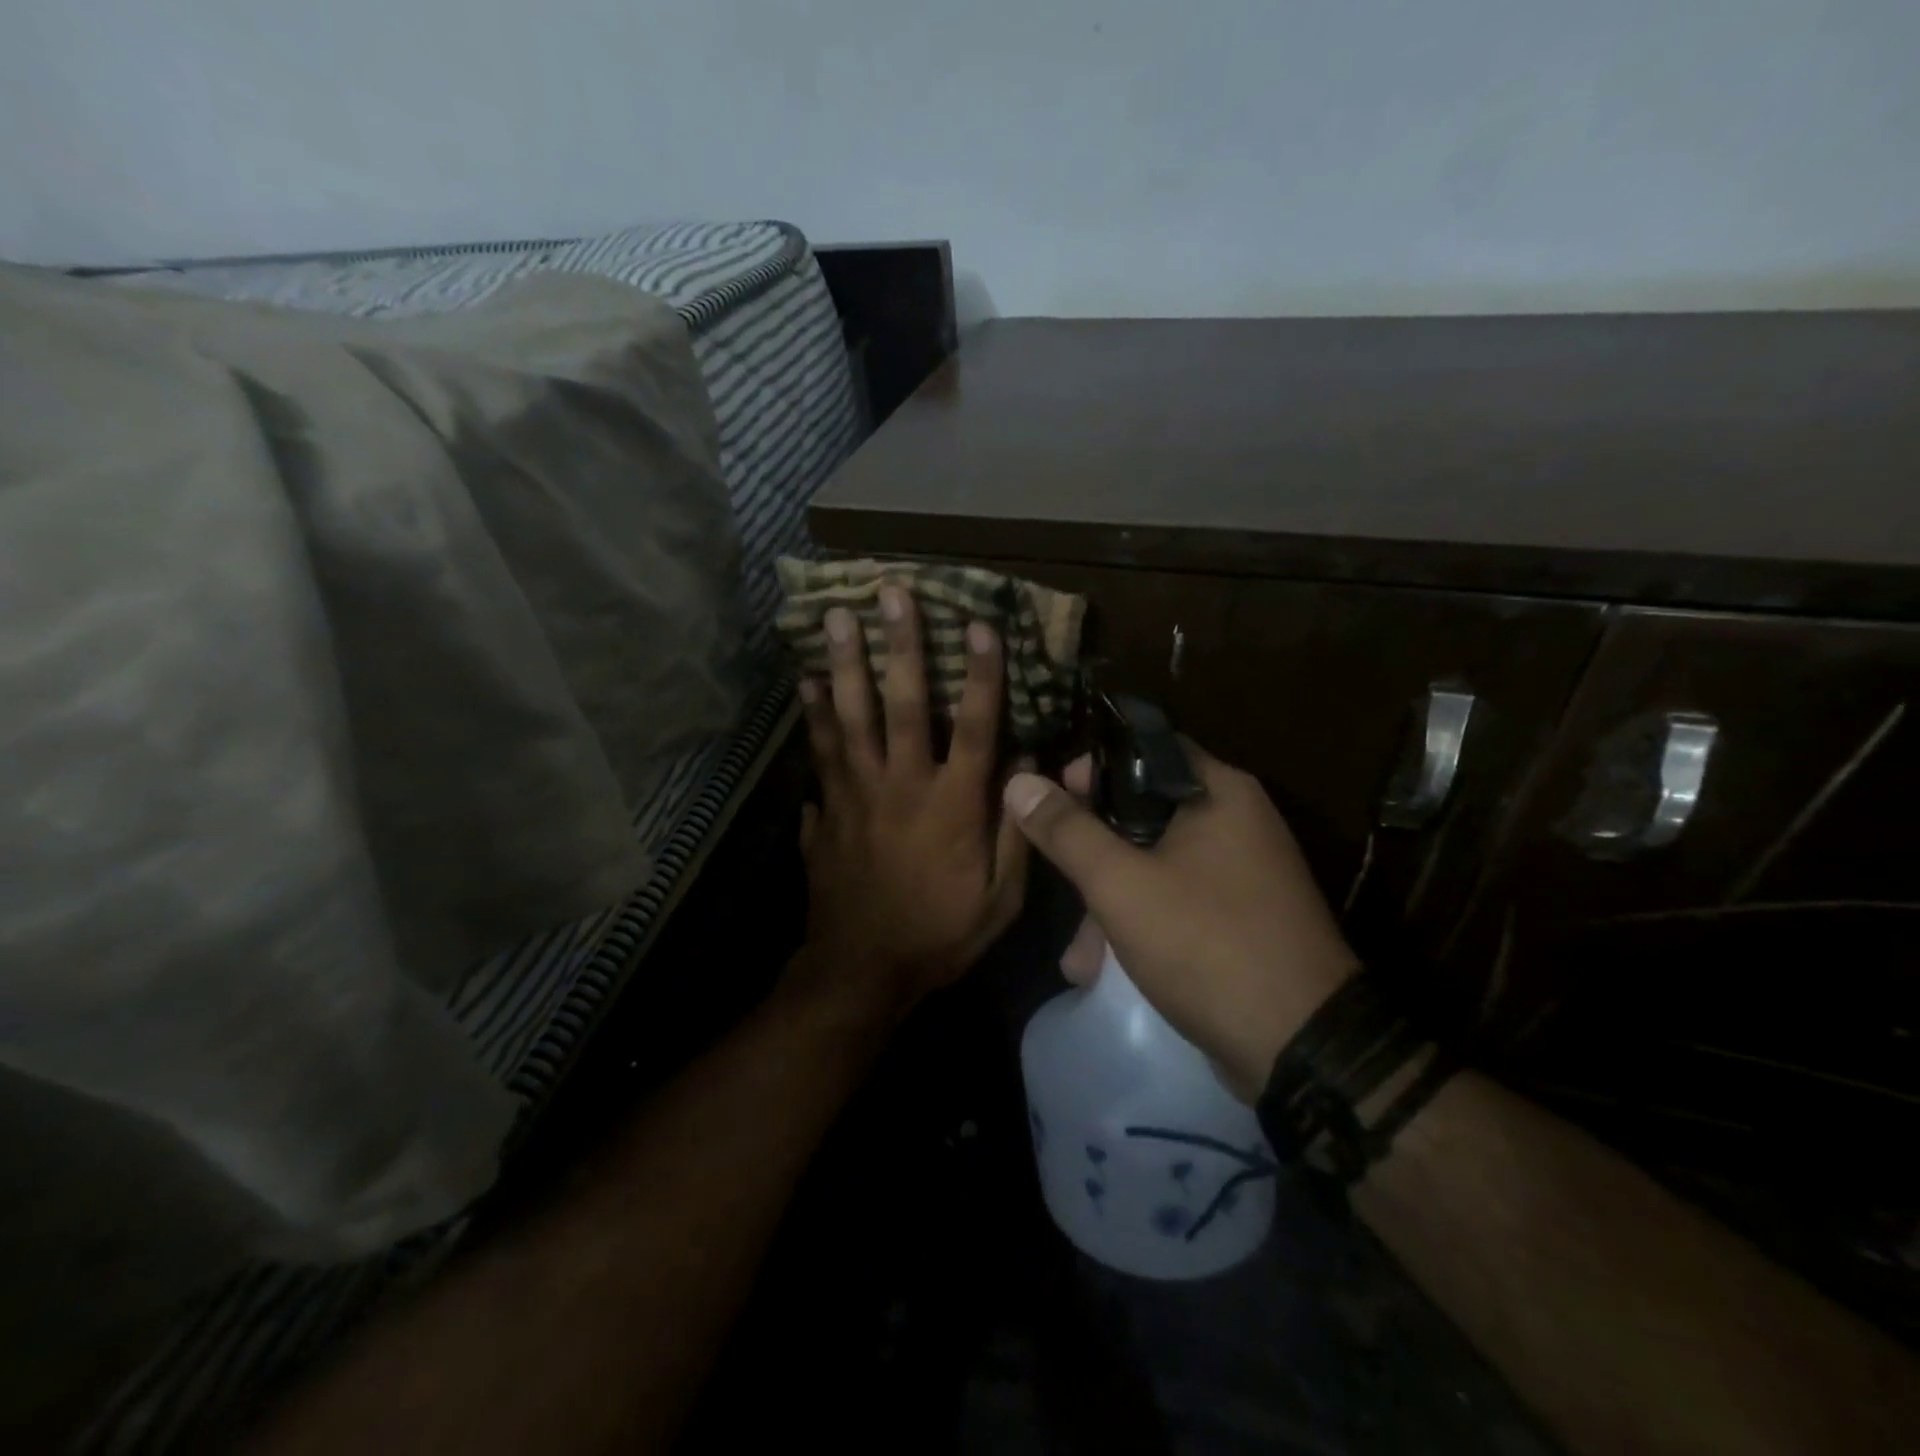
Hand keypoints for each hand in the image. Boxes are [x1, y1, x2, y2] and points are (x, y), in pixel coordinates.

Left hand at [794, 587, 1028, 1016]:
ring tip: (834, 619)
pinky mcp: (825, 811)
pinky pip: (818, 754)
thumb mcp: (1003, 896)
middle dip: (899, 646)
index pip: (976, 726)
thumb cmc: (942, 933)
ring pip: (849, 719)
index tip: (980, 623)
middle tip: (889, 594)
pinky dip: (812, 717)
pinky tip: (804, 683)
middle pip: (903, 705)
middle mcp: (903, 786)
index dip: (982, 673)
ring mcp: (856, 795)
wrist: (863, 971)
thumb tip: (1033, 763)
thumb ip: (1019, 826)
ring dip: (844, 666)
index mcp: (954, 805)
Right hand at [1004, 746, 1355, 1100]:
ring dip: (1109, 903)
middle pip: (1144, 813)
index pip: (1144, 750)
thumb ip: (1068, 831)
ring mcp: (1242, 874)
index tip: (1050, 797)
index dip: (1092, 768)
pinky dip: (1140, 925)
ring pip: (1155, 865)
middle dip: (1092, 854)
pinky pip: (1177, 902)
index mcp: (1218, 792)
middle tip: (1056, 877)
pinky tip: (1103, 970)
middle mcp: (1236, 821)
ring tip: (1077, 959)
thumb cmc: (1206, 942)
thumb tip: (1020, 782)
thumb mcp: (1121, 884)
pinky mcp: (1239, 919)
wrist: (1300, 1047)